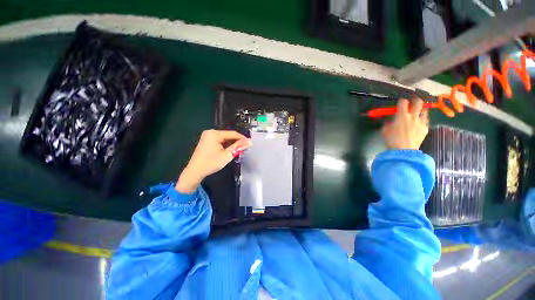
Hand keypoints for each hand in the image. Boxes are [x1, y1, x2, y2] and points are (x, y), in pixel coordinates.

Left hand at [175, 130, 250, 193]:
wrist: (195, 171)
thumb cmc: (211, 163)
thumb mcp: (227, 155)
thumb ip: (238, 147)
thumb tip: (249, 142)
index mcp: (214, 134)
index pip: (232, 133)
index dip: (242, 138)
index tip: (250, 143)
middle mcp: (210, 132)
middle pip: (228, 135)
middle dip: (237, 141)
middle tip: (245, 148)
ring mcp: (207, 136)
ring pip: (224, 138)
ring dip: (232, 143)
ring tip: (239, 149)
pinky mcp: (206, 141)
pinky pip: (219, 141)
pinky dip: (225, 145)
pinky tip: (230, 150)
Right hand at [382, 98, 428, 149]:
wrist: (404, 151)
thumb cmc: (391, 140)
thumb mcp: (385, 130)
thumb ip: (388, 122)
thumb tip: (391, 120)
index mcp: (402, 115)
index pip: (403, 102)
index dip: (402, 100)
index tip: (401, 102)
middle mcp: (413, 116)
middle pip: (418, 102)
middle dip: (415, 100)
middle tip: (413, 102)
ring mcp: (421, 122)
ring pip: (424, 111)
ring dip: (420, 110)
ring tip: (417, 113)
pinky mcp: (425, 128)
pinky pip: (425, 121)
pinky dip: (422, 120)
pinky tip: (418, 123)